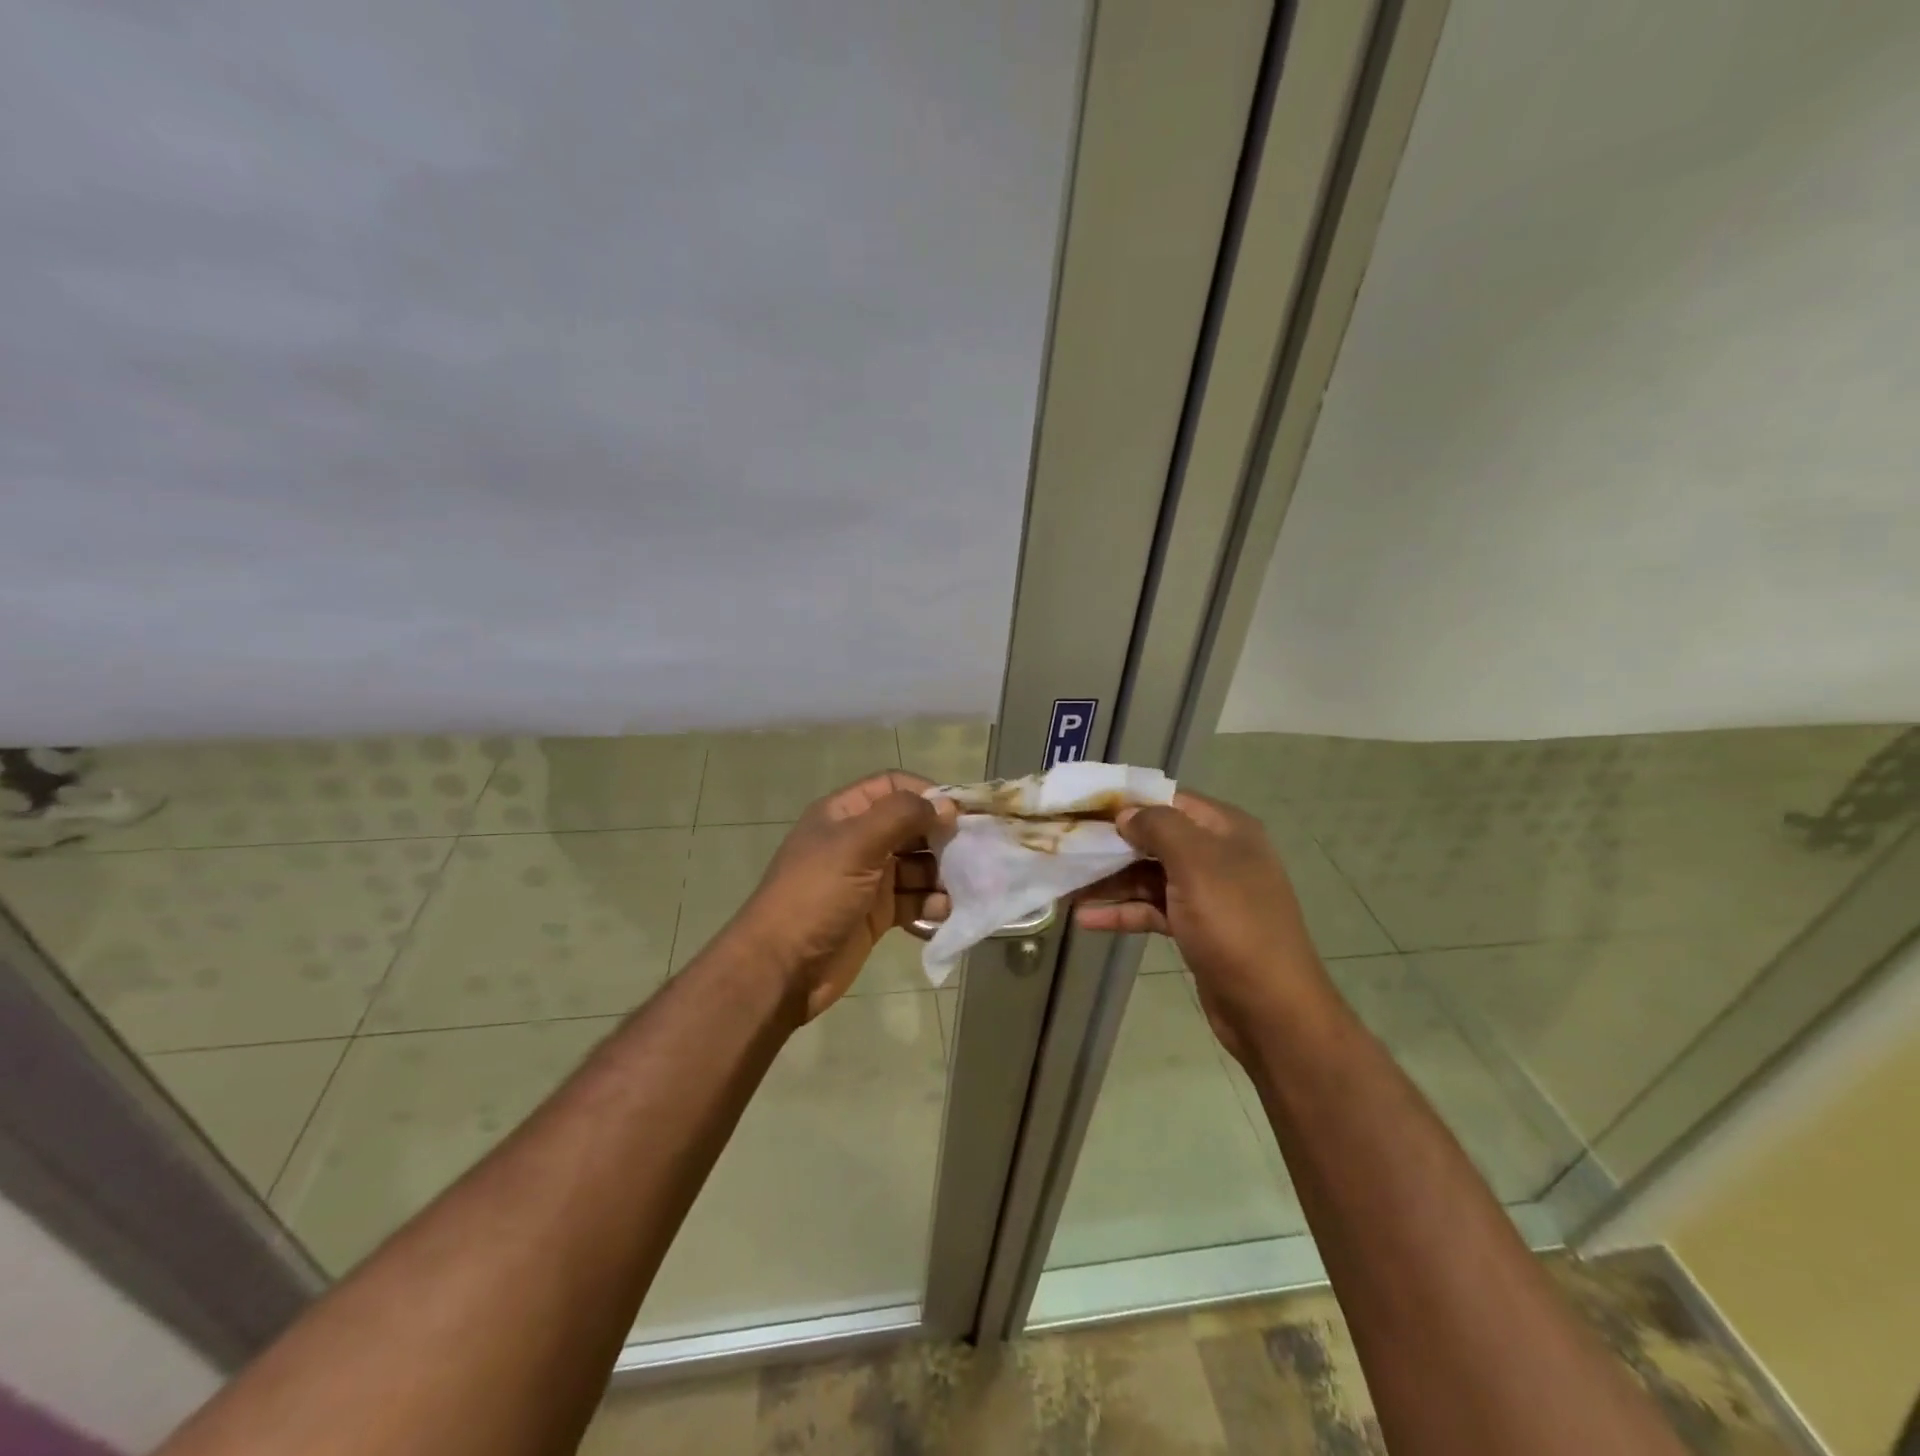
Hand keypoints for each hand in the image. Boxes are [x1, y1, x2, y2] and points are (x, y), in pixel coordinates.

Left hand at [724, 771, 957, 1021]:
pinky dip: (930, 903)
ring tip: (961, 886)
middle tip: (971, 851)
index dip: (926, 794)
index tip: (959, 812)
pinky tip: (942, 912)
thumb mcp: (856, 845)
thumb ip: (901, 816)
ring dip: (940, 874)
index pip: (892, 787)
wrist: (780, 969)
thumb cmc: (815, 896)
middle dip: (940, 837)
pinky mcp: (876, 914)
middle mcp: (857, 841)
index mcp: (844, 814)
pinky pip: (912, 900)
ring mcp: (867, 879)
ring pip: (916, 865)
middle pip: (909, 826)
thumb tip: (945, 805)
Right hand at [1073, 790, 1326, 1061]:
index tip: (1082, 806)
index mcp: (1226, 829)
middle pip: (1154, 839)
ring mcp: (1206, 893)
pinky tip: (1085, 919)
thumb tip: (1126, 814)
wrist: (1271, 1008)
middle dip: (1111, 844)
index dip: (1127, 801)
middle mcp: (1217, 854)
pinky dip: (1122, 912)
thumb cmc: (1234, 925)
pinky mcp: (1195, 928)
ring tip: (1065, 886)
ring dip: (1110, 882)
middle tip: (1065, 846)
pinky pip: (1152, 909)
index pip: (1169, 799)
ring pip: (1149, 876)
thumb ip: (1158, 827)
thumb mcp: (1196, 864)